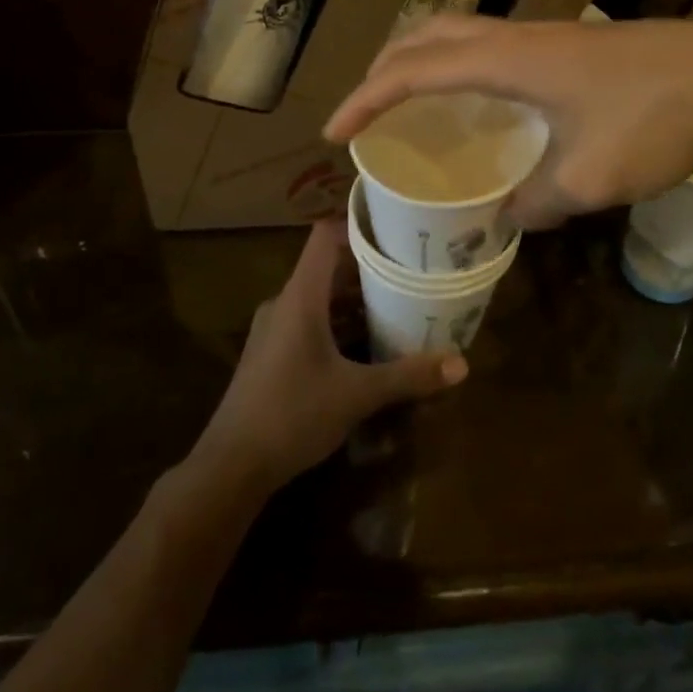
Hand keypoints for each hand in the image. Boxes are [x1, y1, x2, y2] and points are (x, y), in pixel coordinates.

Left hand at [191, 219, 466, 493]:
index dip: (358, 225)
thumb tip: (462, 364)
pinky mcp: (272, 353)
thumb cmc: (292, 415)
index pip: (325, 236)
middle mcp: (284, 303)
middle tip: (411, 270)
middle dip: (369, 268)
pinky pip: (310, 321)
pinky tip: (367, 345)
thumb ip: (408, 377)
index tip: (396, 228)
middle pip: (328, 267)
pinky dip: (339, 323)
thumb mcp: (357, 395)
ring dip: (355, 300)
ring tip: (398, 304)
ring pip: (320, 297)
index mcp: (300, 297)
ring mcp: (274, 328)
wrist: (231, 466)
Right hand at [325, 16, 692, 228]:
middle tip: (364, 110)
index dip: (365, 100)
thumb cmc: (656, 120)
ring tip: (409, 101)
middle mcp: (518, 37)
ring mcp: (547, 36)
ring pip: (462, 33)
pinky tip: (483, 103)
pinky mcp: (571, 45)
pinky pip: (494, 46)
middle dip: (384, 68)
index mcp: (508, 61)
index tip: (334, 133)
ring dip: (423, 60)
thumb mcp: (589, 179)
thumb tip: (510, 215)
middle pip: (429, 35)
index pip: (414, 71)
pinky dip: (463, 66)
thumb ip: (536, 202)